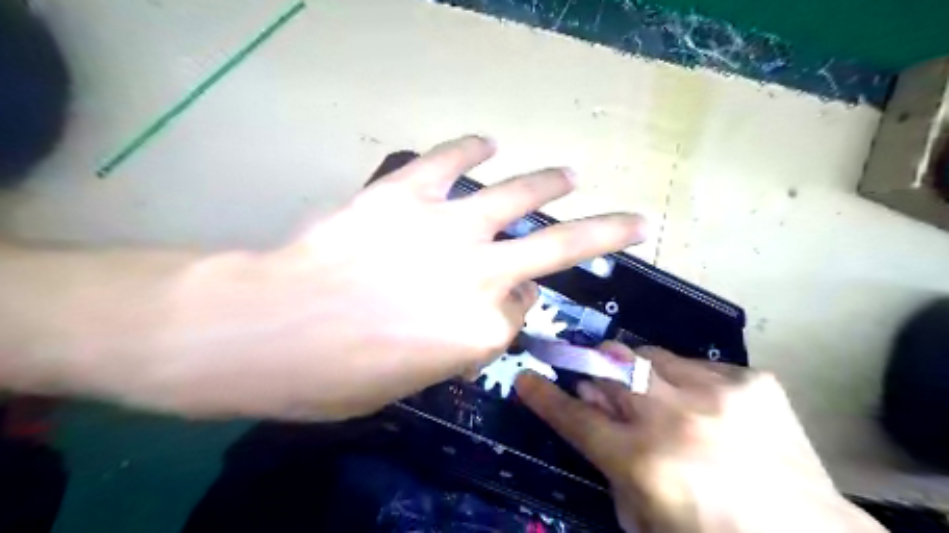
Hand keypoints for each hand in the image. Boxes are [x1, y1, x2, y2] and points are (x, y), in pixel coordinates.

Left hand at [131, 138, 653, 420]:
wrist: (269, 330)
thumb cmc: (335, 377)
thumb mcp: (412, 381)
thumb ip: (460, 345)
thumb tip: (487, 313)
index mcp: (481, 330)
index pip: (518, 313)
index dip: (512, 310)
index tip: (506, 305)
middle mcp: (479, 274)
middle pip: (558, 248)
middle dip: (606, 233)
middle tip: (634, 222)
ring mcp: (445, 228)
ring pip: (516, 196)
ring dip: (549, 184)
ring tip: (570, 176)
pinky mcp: (405, 195)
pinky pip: (448, 162)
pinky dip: (469, 149)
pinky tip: (487, 143)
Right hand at [516, 344, 885, 530]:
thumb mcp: (644, 520)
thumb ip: (611, 467)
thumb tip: (595, 415)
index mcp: (645, 462)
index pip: (577, 417)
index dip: (545, 396)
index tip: (526, 377)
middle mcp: (674, 417)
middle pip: (610, 370)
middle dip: (594, 373)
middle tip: (599, 384)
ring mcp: (716, 392)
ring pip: (648, 356)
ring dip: (639, 374)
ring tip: (657, 397)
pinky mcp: (750, 381)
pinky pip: (695, 365)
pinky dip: (686, 382)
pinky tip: (706, 408)